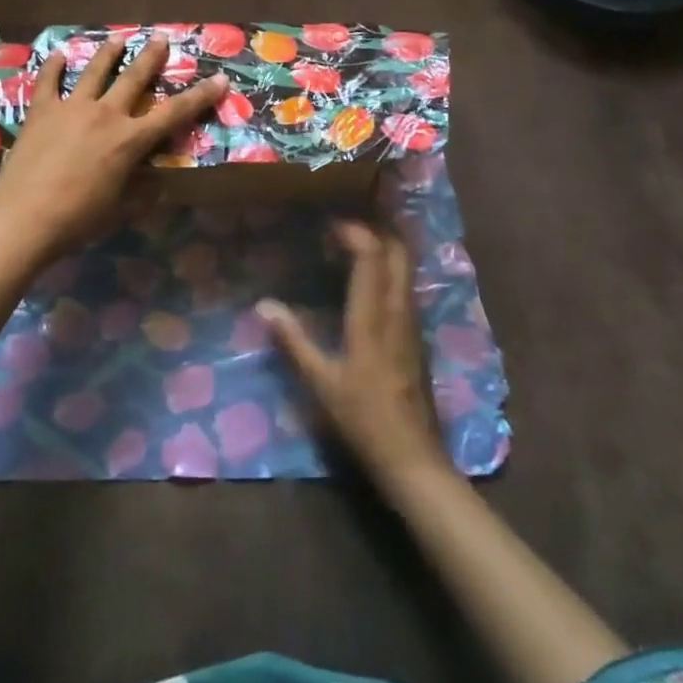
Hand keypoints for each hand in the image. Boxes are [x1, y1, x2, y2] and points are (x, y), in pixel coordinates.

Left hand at [0, 35, 226, 254]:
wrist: (24, 218)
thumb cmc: (78, 219)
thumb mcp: (119, 210)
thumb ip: (141, 193)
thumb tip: (157, 183)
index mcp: (130, 140)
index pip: (174, 113)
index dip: (200, 96)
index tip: (220, 78)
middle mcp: (105, 114)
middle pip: (133, 78)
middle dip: (151, 57)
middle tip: (161, 38)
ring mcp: (71, 108)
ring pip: (94, 71)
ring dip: (108, 53)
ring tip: (118, 38)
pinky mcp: (41, 111)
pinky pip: (48, 81)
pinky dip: (53, 66)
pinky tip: (57, 54)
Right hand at [261, 220, 448, 493]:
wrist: (413, 458)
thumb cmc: (363, 419)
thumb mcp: (321, 382)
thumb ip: (293, 340)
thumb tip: (264, 306)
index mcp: (373, 318)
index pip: (372, 258)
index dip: (356, 233)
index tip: (332, 223)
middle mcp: (398, 311)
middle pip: (398, 255)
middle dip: (378, 231)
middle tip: (350, 224)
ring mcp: (413, 324)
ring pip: (407, 269)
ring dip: (387, 248)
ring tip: (359, 242)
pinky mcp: (418, 337)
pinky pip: (407, 287)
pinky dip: (391, 270)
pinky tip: (374, 279)